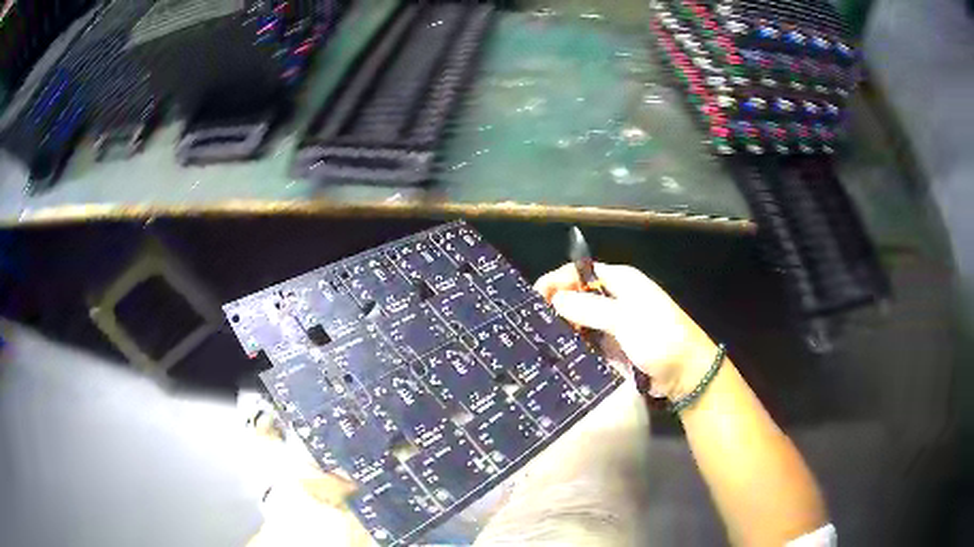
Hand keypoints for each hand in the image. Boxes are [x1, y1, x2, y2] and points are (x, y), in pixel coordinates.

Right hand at [534, 263, 718, 400]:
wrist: (685, 373)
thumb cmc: (659, 337)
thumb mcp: (623, 319)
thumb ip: (588, 308)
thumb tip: (555, 298)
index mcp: (621, 281)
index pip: (581, 271)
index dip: (557, 281)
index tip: (534, 298)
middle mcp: (616, 298)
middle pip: (579, 295)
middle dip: (557, 306)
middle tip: (533, 323)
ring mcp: (616, 323)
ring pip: (582, 320)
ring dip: (565, 328)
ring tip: (539, 340)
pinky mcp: (615, 345)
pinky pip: (589, 341)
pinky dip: (576, 345)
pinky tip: (559, 353)